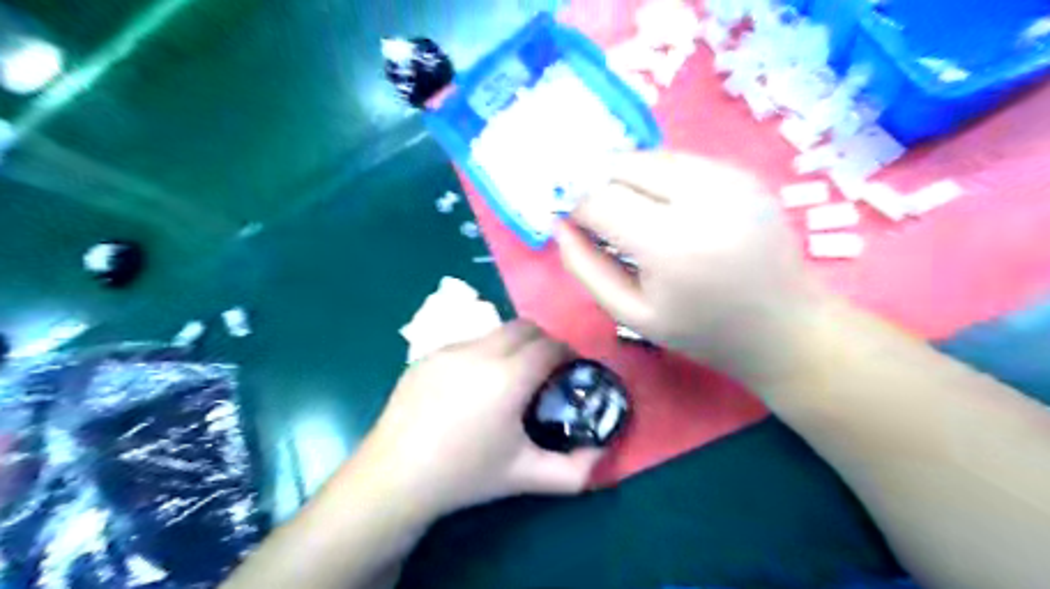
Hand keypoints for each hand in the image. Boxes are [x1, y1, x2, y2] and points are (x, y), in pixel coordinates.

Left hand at [353, 323, 601, 520]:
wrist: (395, 477)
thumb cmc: (465, 475)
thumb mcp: (526, 476)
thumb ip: (574, 471)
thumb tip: (603, 453)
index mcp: (508, 377)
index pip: (549, 346)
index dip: (567, 353)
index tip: (571, 370)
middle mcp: (480, 352)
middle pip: (524, 327)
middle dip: (543, 341)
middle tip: (545, 369)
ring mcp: (449, 350)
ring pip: (494, 332)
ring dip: (512, 345)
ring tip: (508, 378)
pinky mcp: (427, 356)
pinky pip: (467, 343)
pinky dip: (483, 354)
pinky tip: (472, 387)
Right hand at [561, 150, 823, 383]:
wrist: (785, 326)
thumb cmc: (702, 331)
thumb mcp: (632, 314)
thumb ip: (586, 268)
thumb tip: (560, 225)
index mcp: (671, 244)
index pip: (600, 200)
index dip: (576, 208)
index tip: (574, 226)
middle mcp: (702, 197)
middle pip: (623, 166)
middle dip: (598, 186)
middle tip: (599, 218)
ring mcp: (729, 178)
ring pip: (650, 157)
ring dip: (626, 178)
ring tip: (631, 215)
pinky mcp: (743, 172)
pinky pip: (680, 161)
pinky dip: (657, 177)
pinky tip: (664, 207)